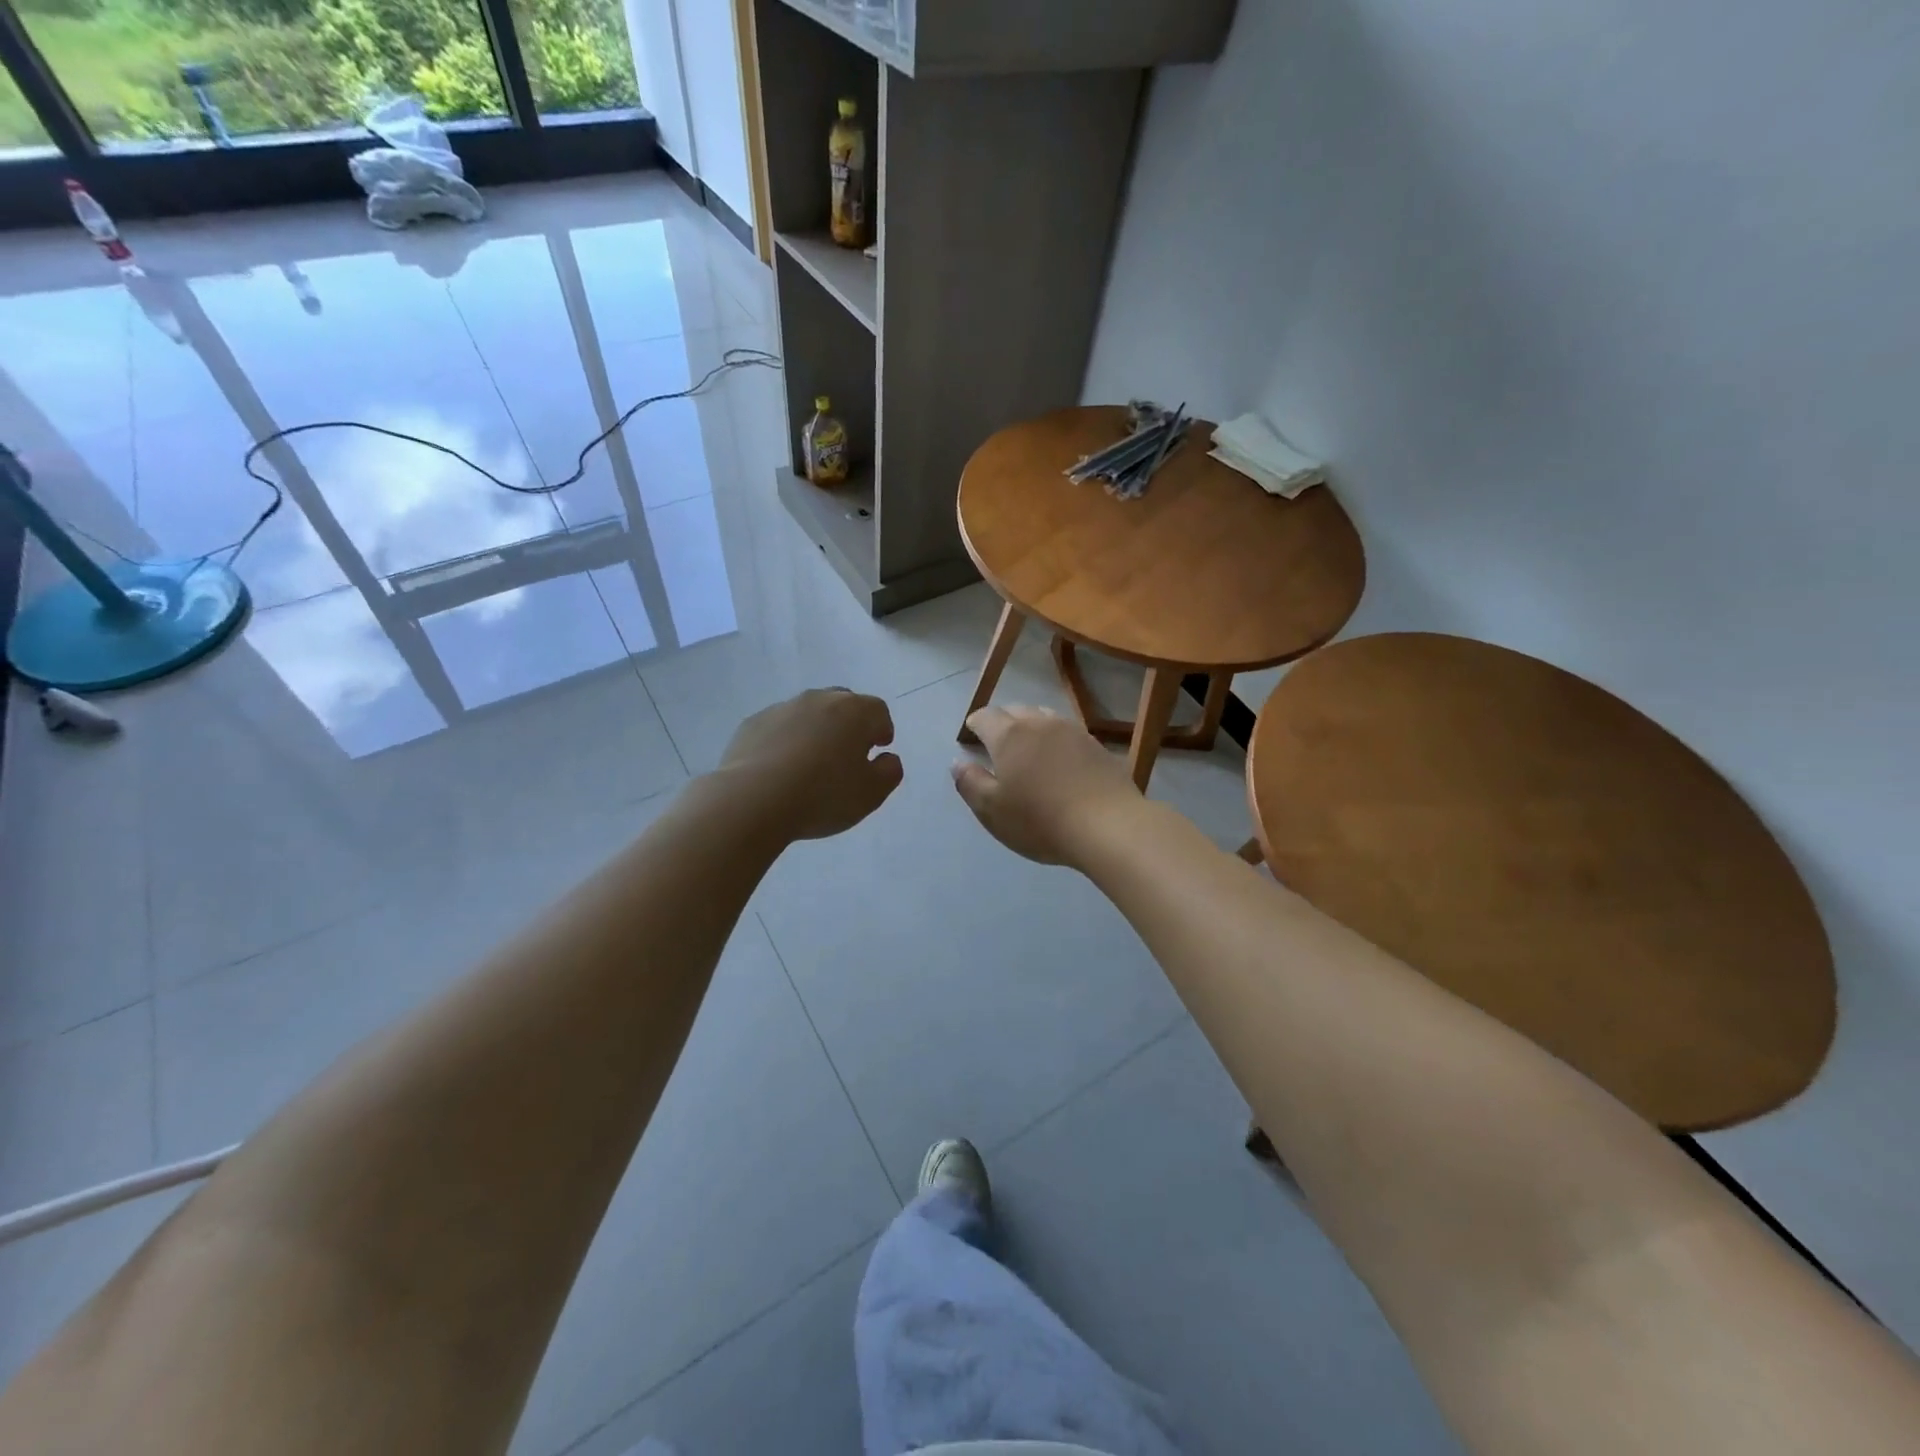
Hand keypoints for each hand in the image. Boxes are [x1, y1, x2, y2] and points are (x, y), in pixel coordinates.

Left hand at [720, 688, 902, 840]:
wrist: (753, 800)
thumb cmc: (823, 796)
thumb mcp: (871, 794)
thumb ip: (889, 772)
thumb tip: (888, 758)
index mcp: (854, 712)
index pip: (878, 711)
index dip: (882, 729)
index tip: (878, 749)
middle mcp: (819, 700)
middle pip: (843, 703)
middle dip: (850, 724)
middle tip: (848, 753)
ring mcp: (782, 708)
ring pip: (808, 713)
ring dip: (816, 730)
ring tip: (811, 763)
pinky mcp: (752, 723)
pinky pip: (779, 727)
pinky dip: (786, 740)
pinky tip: (780, 769)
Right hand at [952, 706, 1139, 864]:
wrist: (1109, 825)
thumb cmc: (1040, 820)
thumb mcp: (992, 811)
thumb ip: (970, 783)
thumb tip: (958, 762)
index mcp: (1009, 735)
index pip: (985, 716)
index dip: (975, 723)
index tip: (971, 736)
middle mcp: (1040, 723)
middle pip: (1015, 711)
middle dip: (1002, 722)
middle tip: (997, 742)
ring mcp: (1073, 731)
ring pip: (1044, 717)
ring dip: (1031, 726)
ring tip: (1028, 747)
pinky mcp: (1097, 746)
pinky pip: (1068, 733)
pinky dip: (1056, 740)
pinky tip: (1060, 761)